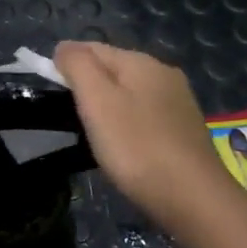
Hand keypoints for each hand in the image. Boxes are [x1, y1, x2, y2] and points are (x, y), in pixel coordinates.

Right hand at [53, 41, 235, 228]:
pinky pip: (144, 115)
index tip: (51, 94)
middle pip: (112, 69)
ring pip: (129, 93)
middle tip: (71, 118)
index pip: (91, 48)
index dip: (65, 65)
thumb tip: (64, 47)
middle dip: (87, 86)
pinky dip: (127, 124)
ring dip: (107, 107)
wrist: (194, 200)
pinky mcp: (185, 130)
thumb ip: (77, 65)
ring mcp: (178, 103)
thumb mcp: (96, 100)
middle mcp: (164, 74)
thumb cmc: (136, 146)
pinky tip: (124, 147)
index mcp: (141, 62)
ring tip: (94, 135)